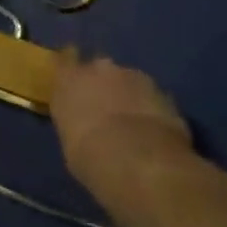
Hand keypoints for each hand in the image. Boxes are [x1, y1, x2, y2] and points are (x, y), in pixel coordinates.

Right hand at [48, 48, 191, 193]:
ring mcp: (132, 76)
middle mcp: (97, 68)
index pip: (63, 63)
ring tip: (135, 123)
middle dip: (103, 84)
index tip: (74, 86)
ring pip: (128, 81)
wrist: (141, 163)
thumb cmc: (91, 157)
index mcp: (67, 79)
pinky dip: (152, 109)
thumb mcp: (71, 144)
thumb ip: (75, 124)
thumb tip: (83, 127)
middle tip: (106, 108)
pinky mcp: (163, 92)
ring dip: (129, 95)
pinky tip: (155, 131)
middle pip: (98, 69)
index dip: (71, 75)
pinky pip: (152, 97)